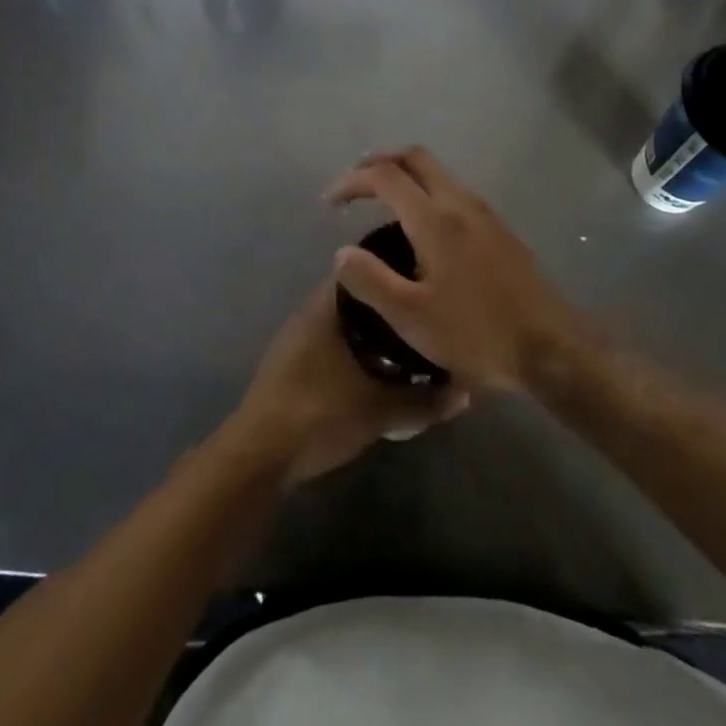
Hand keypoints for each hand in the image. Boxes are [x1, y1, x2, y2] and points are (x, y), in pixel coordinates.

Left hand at [228, 282, 468, 488]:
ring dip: (373, 331)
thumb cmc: (319, 414)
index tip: (426, 278)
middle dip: (390, 306)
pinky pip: (333, 343)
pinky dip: (357, 349)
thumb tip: (464, 392)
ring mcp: (297, 338)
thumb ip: (424, 401)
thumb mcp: (380, 410)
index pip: (364, 270)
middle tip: (425, 314)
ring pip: (345, 323)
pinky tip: (379, 369)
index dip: (395, 271)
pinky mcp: (293, 364)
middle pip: (357, 298)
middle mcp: (309, 312)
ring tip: (410, 341)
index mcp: (325, 306)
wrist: (260, 455)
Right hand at [326, 148, 582, 391]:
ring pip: (438, 173)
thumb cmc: (476, 333)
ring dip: (405, 176)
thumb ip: (370, 280)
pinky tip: (421, 228)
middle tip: (354, 185)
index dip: (352, 181)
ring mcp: (485, 213)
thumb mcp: (411, 317)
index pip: (385, 176)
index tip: (330, 201)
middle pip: (415, 158)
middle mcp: (460, 203)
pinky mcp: (500, 229)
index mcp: (435, 219)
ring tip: (381, 203)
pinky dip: (426, 192)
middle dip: (379, 163)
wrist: (551, 348)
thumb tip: (342, 252)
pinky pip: (453, 192)